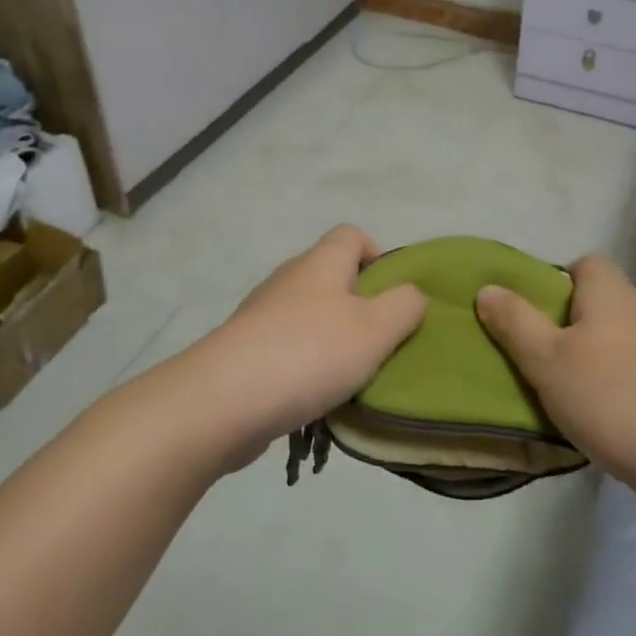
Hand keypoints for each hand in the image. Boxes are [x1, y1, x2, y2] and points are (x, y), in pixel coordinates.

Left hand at [172, 226, 426, 472]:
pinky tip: (315, 398)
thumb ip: (404, 306)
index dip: (377, 256)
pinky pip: (287, 348)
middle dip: (359, 306)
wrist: (223, 400)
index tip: (392, 295)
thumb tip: (412, 294)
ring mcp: (261, 315)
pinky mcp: (245, 351)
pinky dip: (305, 366)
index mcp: (320, 263)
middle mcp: (289, 279)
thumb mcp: (375, 329)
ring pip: (309, 316)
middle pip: (331, 276)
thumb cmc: (309, 353)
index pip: (351, 235)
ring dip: (332, 341)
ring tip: (351, 378)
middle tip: (379, 343)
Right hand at [476, 255, 635, 506]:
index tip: (536, 317)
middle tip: (543, 360)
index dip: (558, 283)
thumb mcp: (546, 359)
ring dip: (598, 360)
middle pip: (602, 303)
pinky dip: (623, 387)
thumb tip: (488, 288)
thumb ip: (514, 322)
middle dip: (572, 327)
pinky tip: (609, 421)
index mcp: (611, 292)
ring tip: (572, 396)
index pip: (585, 264)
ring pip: (622, 341)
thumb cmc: (610, 397)